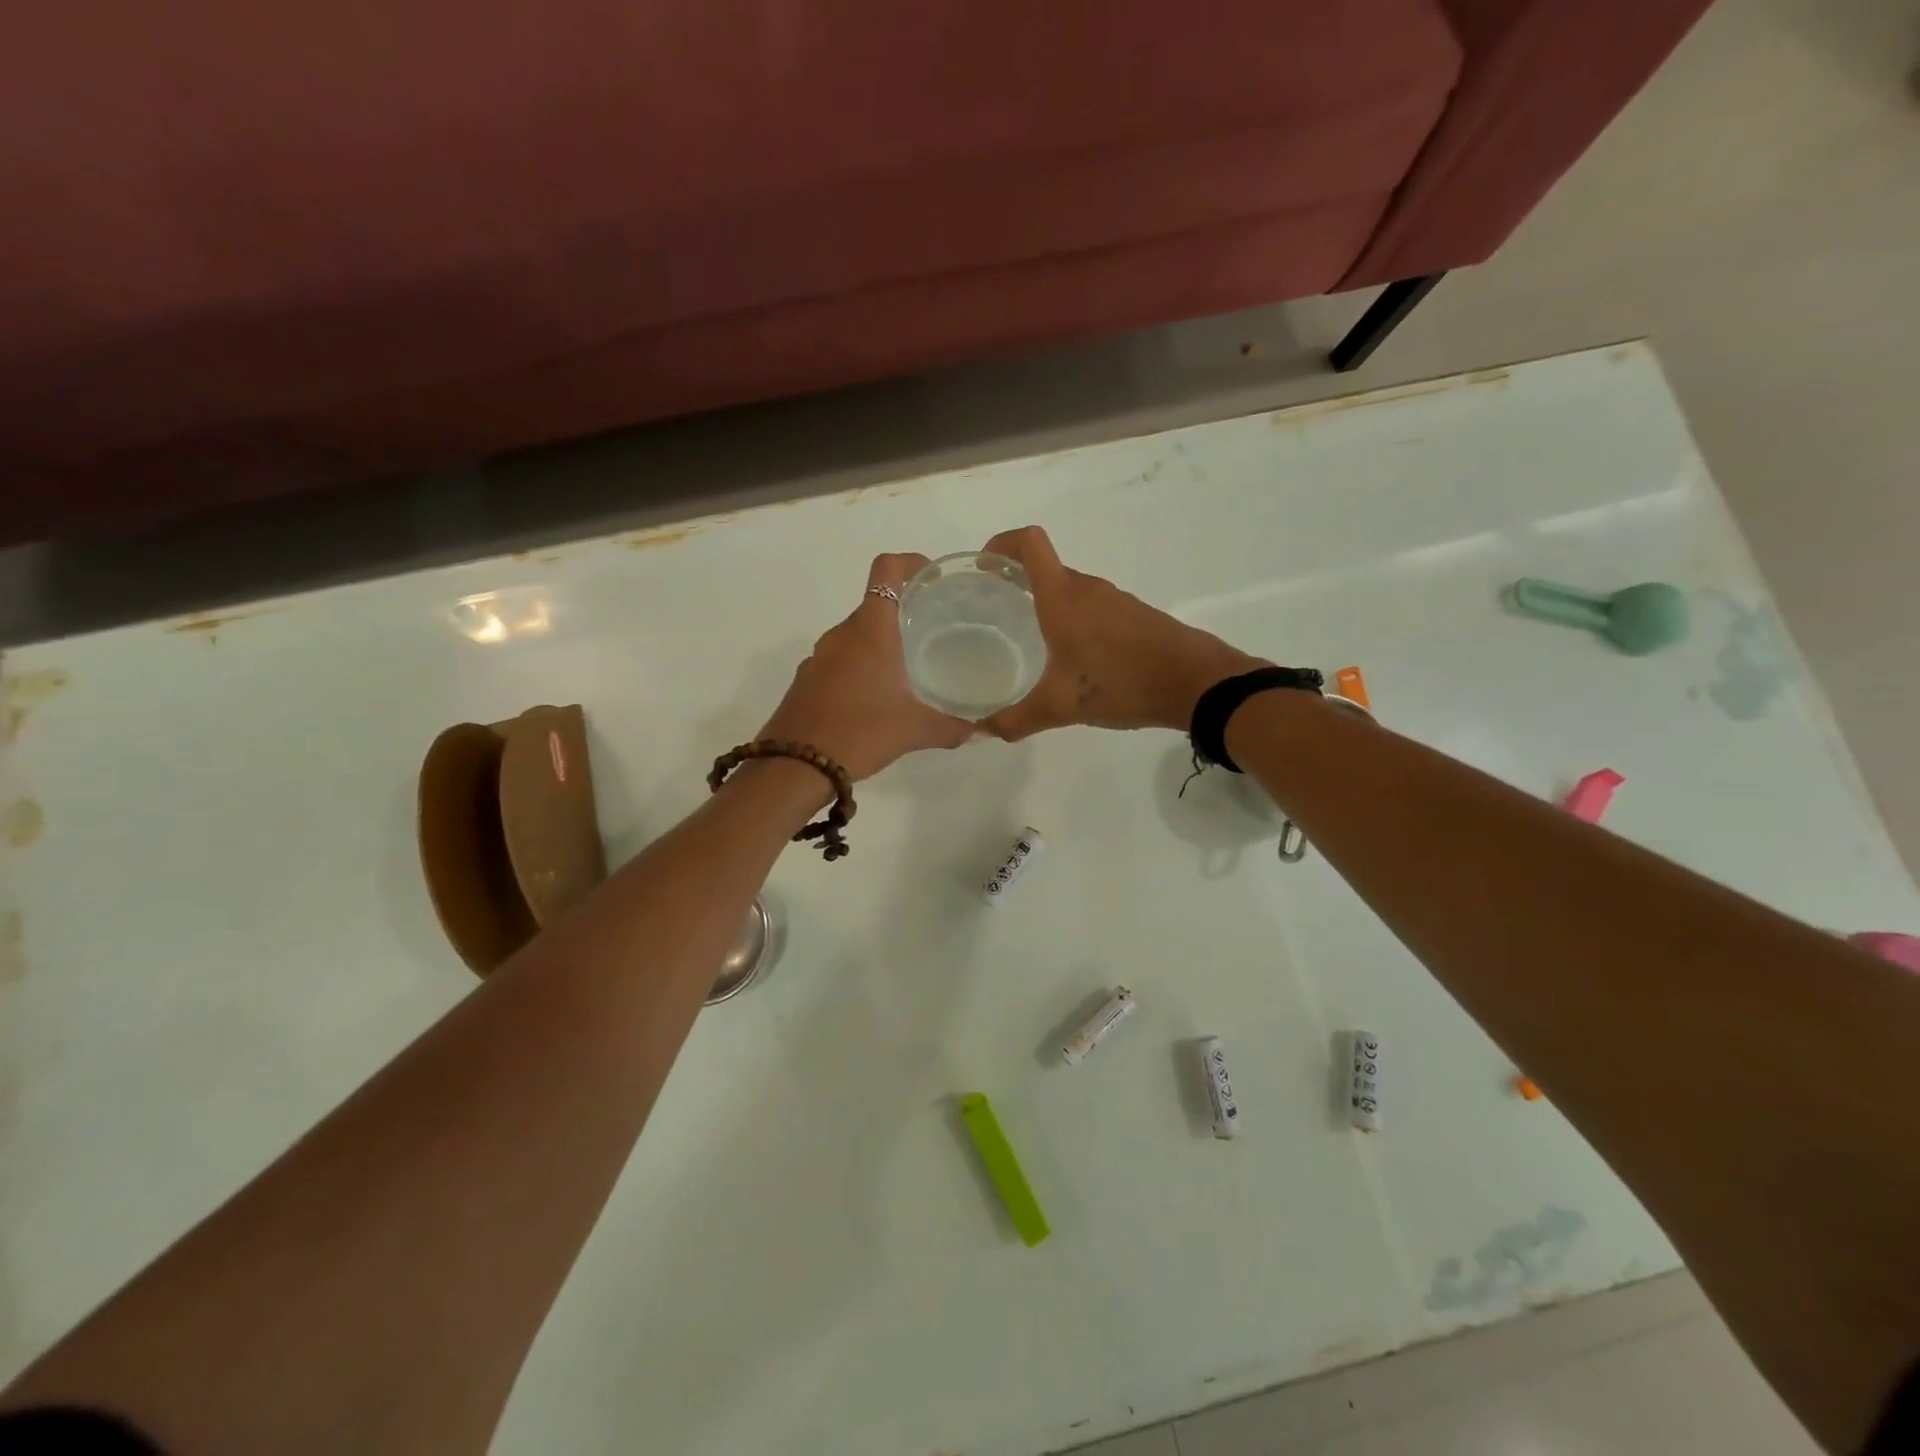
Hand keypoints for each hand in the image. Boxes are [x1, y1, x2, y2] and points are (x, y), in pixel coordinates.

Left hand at [757, 553, 973, 780]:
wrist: (793, 767)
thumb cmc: (859, 732)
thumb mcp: (914, 730)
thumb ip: (952, 727)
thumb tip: (983, 730)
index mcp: (870, 630)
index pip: (887, 570)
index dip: (911, 563)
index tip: (933, 577)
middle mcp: (841, 634)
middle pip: (874, 605)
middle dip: (903, 611)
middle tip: (934, 630)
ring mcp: (819, 657)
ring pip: (855, 635)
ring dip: (881, 642)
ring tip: (908, 667)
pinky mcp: (806, 680)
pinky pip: (839, 660)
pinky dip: (860, 666)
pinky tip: (876, 697)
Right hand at [980, 526, 1264, 739]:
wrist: (1195, 683)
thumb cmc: (1122, 683)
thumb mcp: (1062, 707)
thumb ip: (1016, 719)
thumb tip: (982, 731)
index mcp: (1063, 598)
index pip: (1029, 543)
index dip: (1001, 544)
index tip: (984, 567)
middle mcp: (1087, 589)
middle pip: (1046, 567)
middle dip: (1016, 580)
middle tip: (994, 611)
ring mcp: (1114, 600)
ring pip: (1069, 589)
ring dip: (1045, 601)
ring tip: (1026, 635)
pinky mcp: (1133, 615)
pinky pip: (1091, 605)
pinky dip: (1071, 617)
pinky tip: (1070, 654)